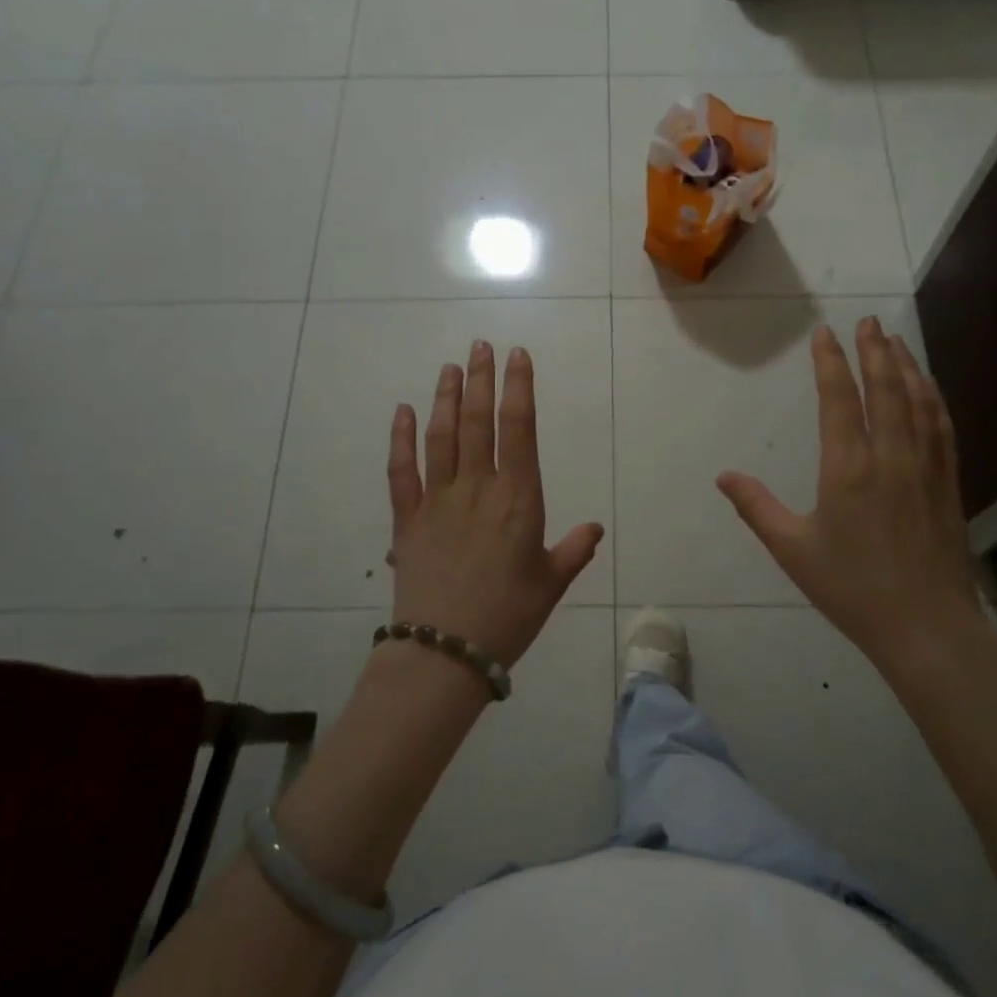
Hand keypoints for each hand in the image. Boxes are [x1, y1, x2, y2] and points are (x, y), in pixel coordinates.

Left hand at [386, 341, 604, 666]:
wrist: (445, 650)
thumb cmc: (508, 616)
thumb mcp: (551, 584)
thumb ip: (574, 550)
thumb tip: (595, 528)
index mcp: (518, 499)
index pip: (519, 430)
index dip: (519, 389)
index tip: (518, 357)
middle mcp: (477, 488)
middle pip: (479, 422)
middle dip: (482, 380)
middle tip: (481, 346)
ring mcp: (437, 500)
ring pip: (442, 437)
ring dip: (447, 398)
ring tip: (450, 367)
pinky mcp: (407, 518)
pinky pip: (402, 470)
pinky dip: (401, 439)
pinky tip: (403, 412)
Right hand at [716, 318, 986, 672]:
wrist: (926, 626)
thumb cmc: (852, 588)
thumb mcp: (793, 549)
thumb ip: (756, 507)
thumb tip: (723, 476)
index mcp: (849, 468)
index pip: (840, 399)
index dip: (831, 362)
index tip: (825, 334)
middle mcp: (891, 456)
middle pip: (886, 388)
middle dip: (875, 350)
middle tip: (868, 321)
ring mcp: (926, 467)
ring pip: (918, 401)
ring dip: (906, 366)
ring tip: (895, 342)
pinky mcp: (949, 483)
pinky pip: (942, 427)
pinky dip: (933, 398)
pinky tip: (929, 389)